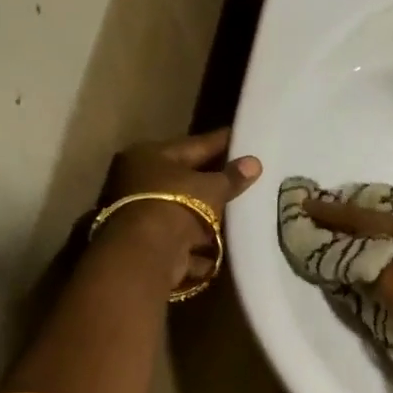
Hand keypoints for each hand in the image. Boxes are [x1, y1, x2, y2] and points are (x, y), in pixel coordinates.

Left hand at [99, 128, 261, 287]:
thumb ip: (232, 176)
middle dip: (213, 179)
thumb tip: (254, 163)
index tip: (242, 137)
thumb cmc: (176, 206)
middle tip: (244, 174)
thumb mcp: (211, 188)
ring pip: (183, 208)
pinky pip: (182, 235)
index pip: (194, 144)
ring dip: (207, 212)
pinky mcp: (148, 242)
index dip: (221, 142)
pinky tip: (222, 240)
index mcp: (149, 155)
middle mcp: (138, 180)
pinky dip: (199, 239)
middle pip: (185, 177)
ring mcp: (140, 213)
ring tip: (239, 209)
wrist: (146, 255)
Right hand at [303, 201, 392, 339]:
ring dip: (363, 239)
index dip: (331, 213)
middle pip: (376, 223)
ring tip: (340, 238)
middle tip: (320, 216)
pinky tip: (372, 264)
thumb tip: (349, 261)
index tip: (304, 204)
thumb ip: (366, 269)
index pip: (361, 218)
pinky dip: (378, 257)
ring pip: (388, 240)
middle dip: (347, 220)